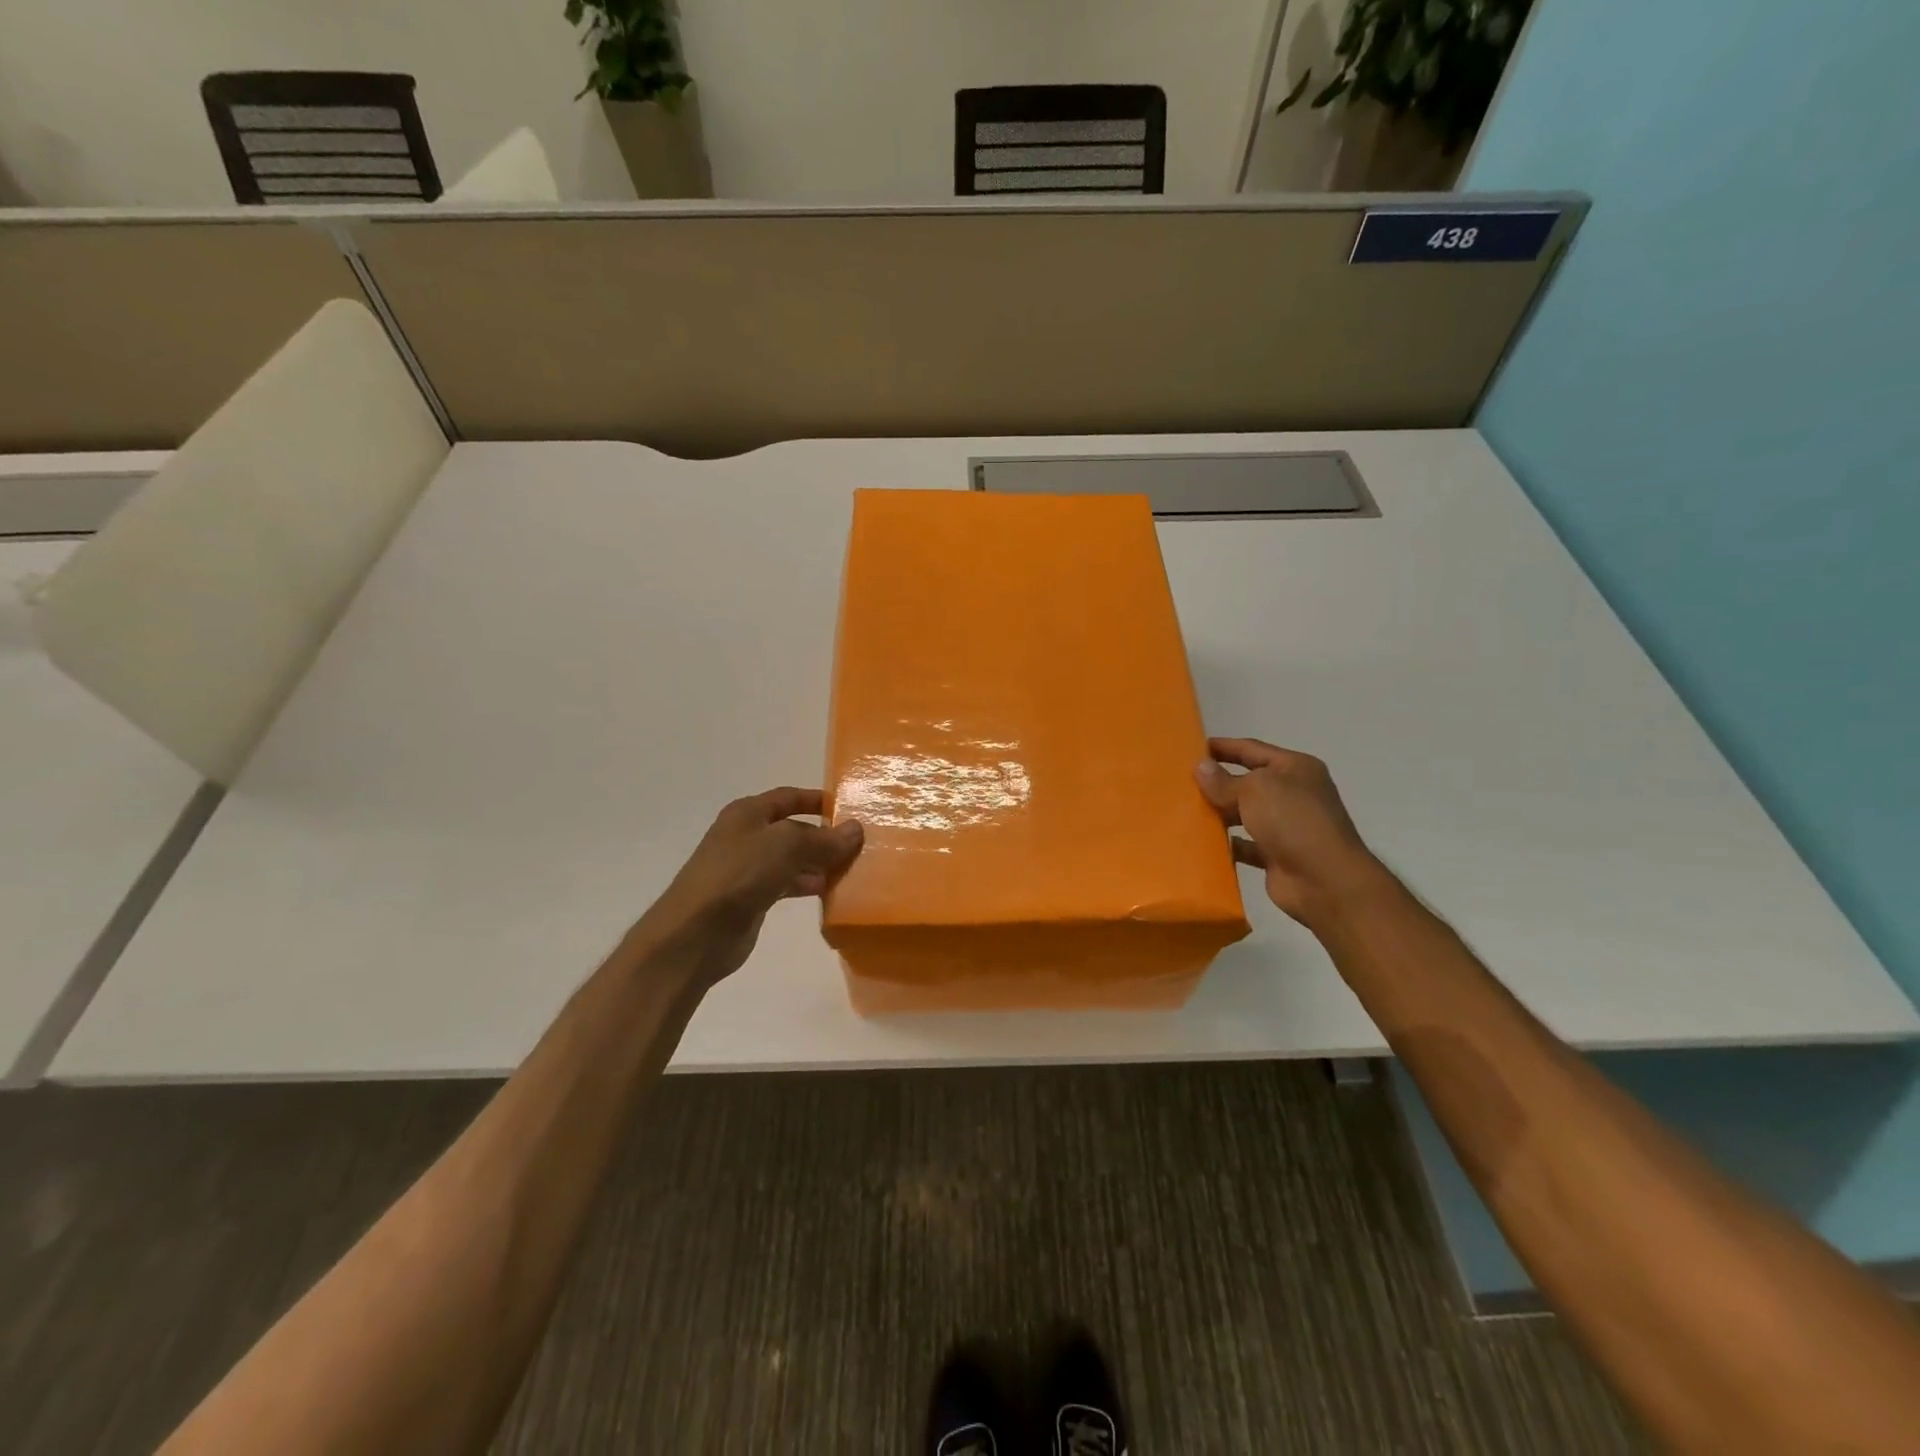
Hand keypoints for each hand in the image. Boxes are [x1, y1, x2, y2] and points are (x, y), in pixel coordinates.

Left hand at [639, 787, 863, 987]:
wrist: (695, 933)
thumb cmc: (739, 875)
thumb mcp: (786, 846)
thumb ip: (822, 838)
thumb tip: (855, 829)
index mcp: (748, 813)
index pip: (789, 797)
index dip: (817, 800)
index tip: (848, 808)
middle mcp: (746, 836)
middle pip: (793, 829)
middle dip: (823, 835)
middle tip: (858, 844)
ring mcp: (747, 868)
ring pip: (791, 858)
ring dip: (818, 862)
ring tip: (850, 869)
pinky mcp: (750, 898)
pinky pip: (786, 884)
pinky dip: (806, 884)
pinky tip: (828, 891)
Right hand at [1195, 738, 1391, 928]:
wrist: (1325, 880)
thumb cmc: (1293, 821)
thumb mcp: (1255, 790)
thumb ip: (1224, 781)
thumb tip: (1201, 768)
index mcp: (1295, 769)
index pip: (1252, 749)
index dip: (1224, 746)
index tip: (1193, 747)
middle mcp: (1293, 794)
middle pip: (1248, 782)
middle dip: (1218, 782)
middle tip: (1182, 782)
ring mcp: (1286, 826)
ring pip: (1245, 814)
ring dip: (1219, 813)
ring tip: (1186, 811)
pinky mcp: (1277, 855)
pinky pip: (1245, 845)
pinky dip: (1227, 844)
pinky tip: (1202, 843)